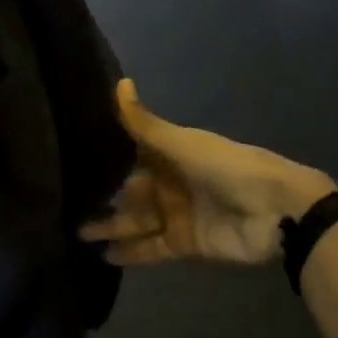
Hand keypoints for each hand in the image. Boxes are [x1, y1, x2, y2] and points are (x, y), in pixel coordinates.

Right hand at [80, 81, 335, 265]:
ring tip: (75, 232)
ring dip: (109, 226)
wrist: (275, 212)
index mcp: (170, 154)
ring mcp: (176, 214)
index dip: (104, 155)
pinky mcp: (183, 243)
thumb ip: (144, 123)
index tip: (69, 156)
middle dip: (101, 196)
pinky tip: (102, 256)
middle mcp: (170, 182)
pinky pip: (150, 248)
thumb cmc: (227, 167)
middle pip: (129, 190)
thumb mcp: (182, 143)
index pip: (131, 152)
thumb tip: (118, 82)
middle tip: (62, 202)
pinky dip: (129, 253)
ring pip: (135, 221)